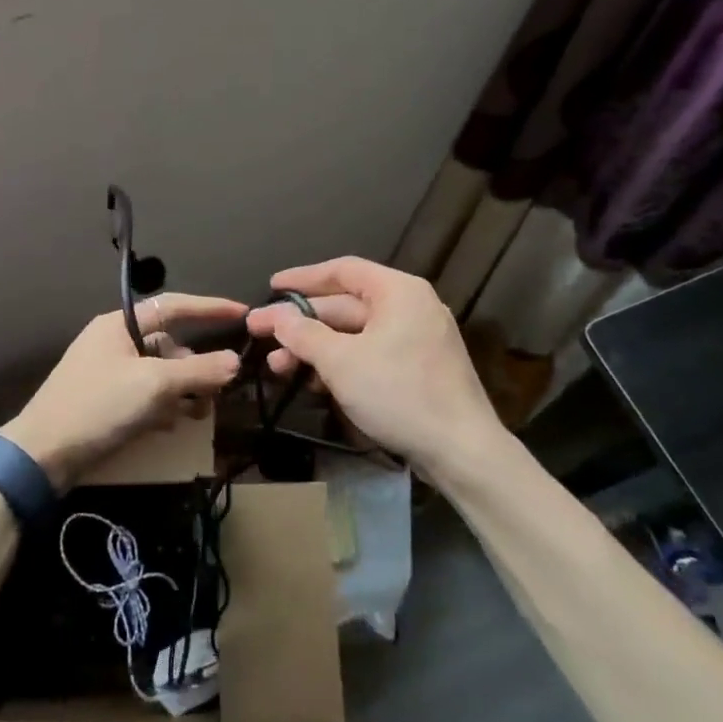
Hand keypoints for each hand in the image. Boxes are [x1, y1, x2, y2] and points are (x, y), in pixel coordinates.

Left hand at [0, 294, 245, 488]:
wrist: (42, 455)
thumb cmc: (99, 406)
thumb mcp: (154, 385)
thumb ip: (198, 370)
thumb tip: (235, 361)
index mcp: (119, 325)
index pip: (173, 306)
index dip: (210, 307)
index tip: (243, 313)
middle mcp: (114, 342)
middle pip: (169, 345)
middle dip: (196, 367)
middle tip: (216, 392)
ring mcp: (108, 373)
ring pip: (160, 374)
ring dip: (182, 391)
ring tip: (197, 414)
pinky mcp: (105, 402)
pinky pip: (145, 396)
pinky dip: (163, 407)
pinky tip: (170, 426)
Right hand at [245, 257, 513, 476]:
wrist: (462, 451)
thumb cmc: (399, 393)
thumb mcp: (341, 362)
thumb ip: (303, 334)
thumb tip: (275, 316)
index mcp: (398, 292)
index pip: (342, 270)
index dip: (303, 278)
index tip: (271, 287)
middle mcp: (410, 307)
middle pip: (344, 305)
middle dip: (301, 323)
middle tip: (260, 334)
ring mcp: (416, 340)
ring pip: (354, 334)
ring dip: (315, 348)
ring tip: (278, 367)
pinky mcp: (417, 370)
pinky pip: (370, 355)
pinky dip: (340, 364)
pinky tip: (313, 382)